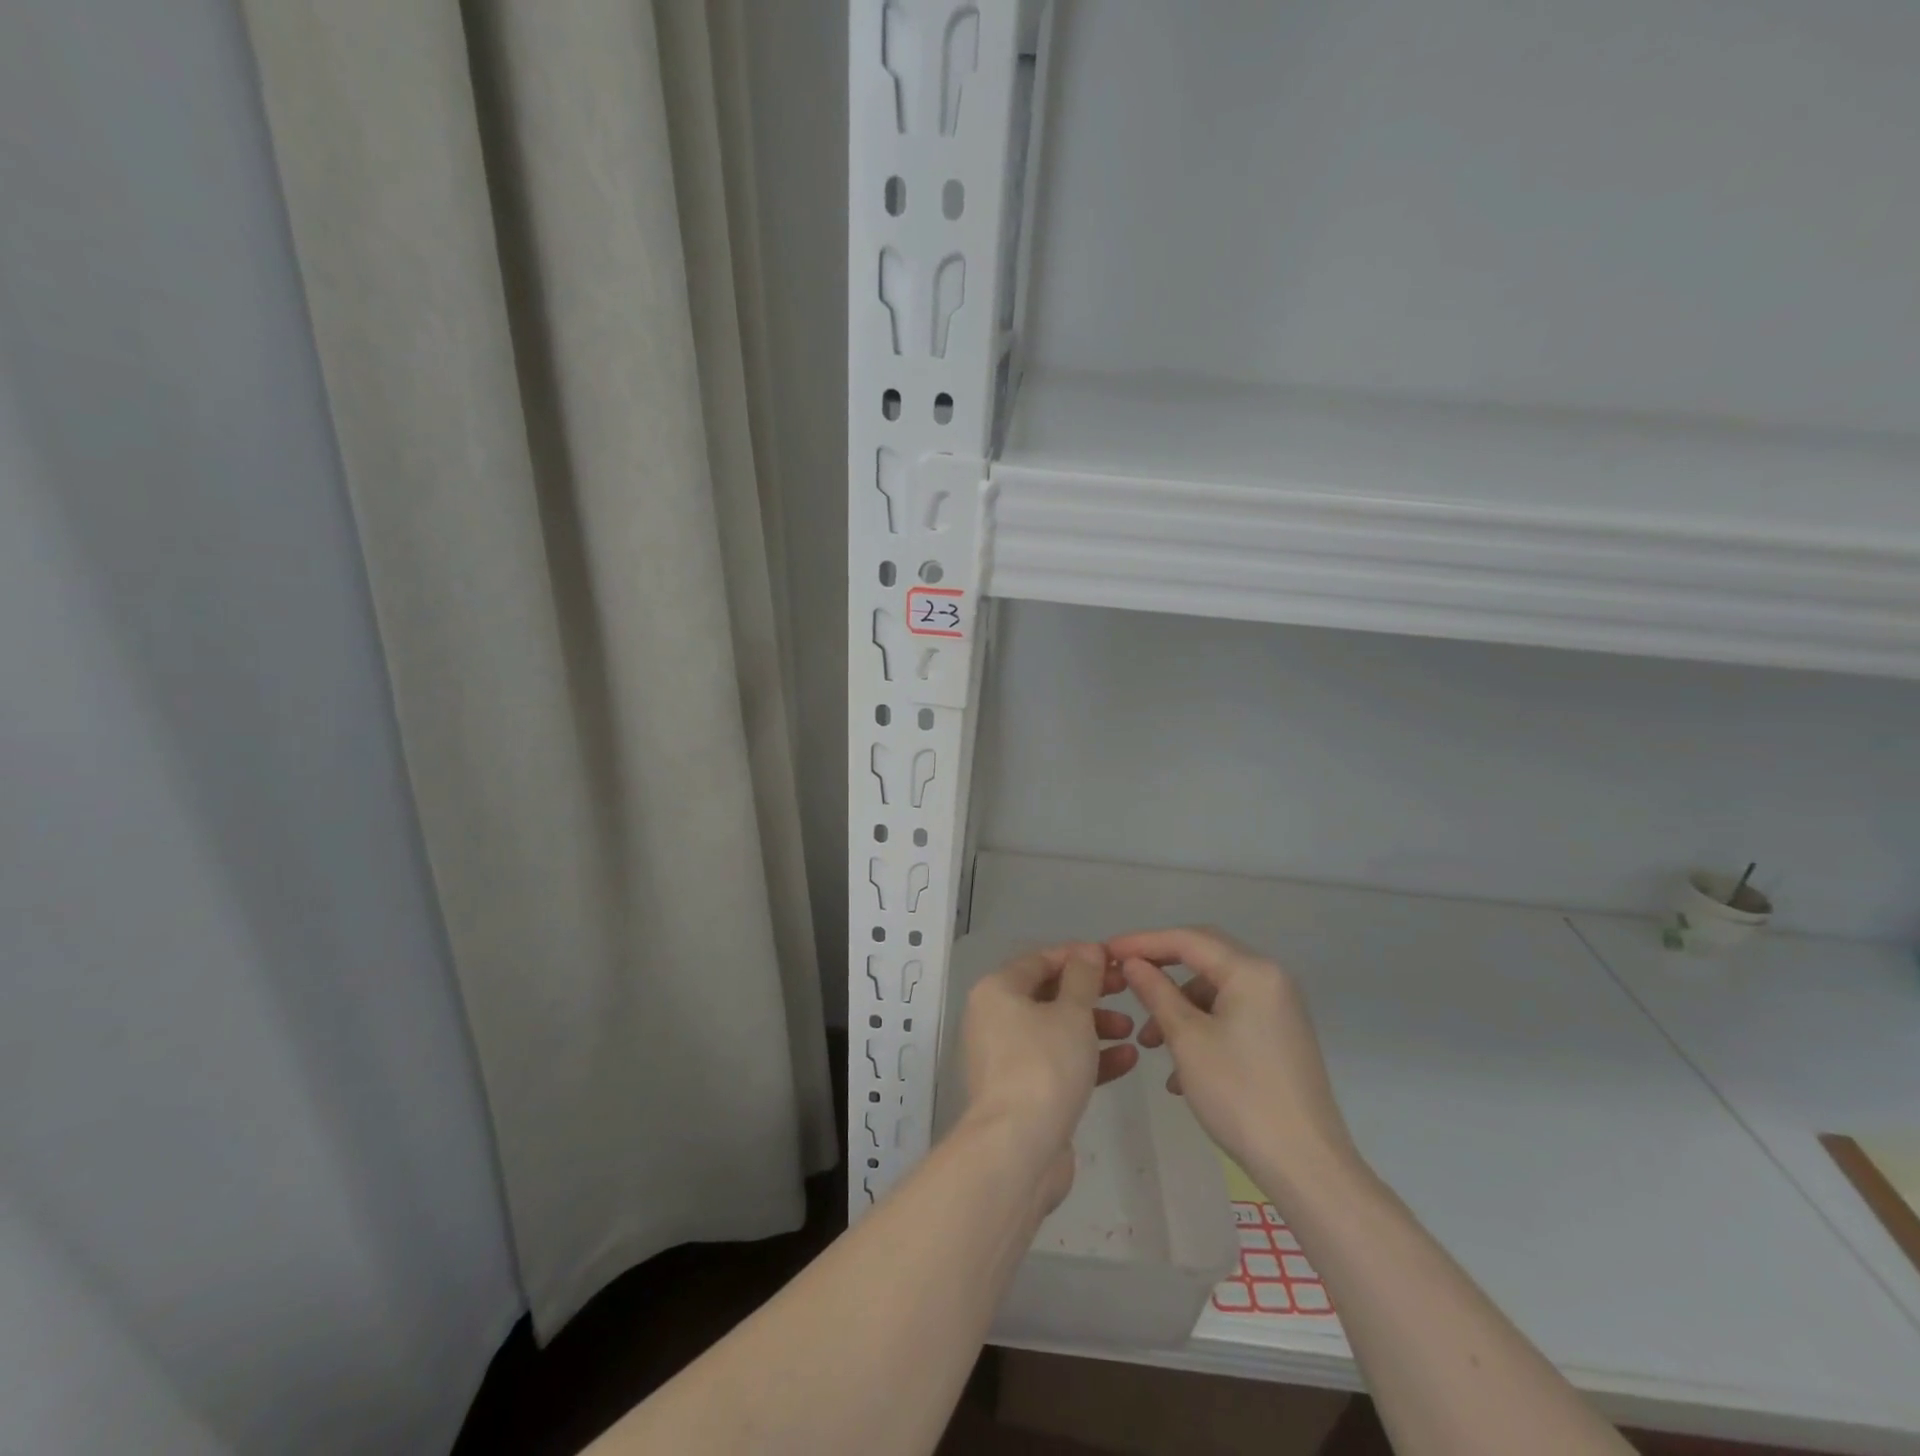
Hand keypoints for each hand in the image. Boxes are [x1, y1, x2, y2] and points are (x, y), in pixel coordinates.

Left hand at [960, 942, 1139, 1211]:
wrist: (1018, 1149)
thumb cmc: (1044, 1065)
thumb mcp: (1072, 1013)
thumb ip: (1083, 977)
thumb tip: (1088, 949)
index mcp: (997, 990)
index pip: (1040, 960)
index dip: (1079, 956)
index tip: (1115, 960)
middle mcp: (995, 1018)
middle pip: (1048, 994)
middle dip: (1091, 993)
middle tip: (1127, 991)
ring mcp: (1006, 1057)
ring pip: (1055, 1030)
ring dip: (1094, 1027)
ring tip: (1132, 1031)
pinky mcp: (1022, 1091)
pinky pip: (1057, 1062)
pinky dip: (1088, 1059)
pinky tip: (1127, 1060)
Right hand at [1113, 927, 1356, 1190]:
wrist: (1305, 1166)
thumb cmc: (1240, 1095)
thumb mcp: (1187, 1039)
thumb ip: (1156, 992)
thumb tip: (1132, 963)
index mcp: (1251, 971)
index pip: (1187, 939)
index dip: (1142, 942)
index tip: (1106, 951)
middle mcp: (1270, 978)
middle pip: (1203, 956)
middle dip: (1160, 968)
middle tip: (1122, 978)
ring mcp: (1278, 1007)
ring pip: (1215, 989)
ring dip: (1178, 1005)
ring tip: (1147, 1042)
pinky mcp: (1279, 1035)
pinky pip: (1230, 1013)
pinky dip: (1200, 1026)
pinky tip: (1178, 1068)